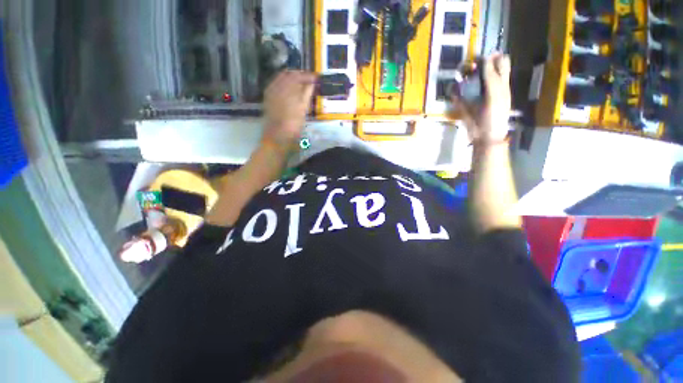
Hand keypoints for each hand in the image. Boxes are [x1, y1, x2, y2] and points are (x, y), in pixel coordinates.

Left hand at [262, 70, 316, 148]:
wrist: (277, 136)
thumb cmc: (293, 124)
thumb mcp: (303, 109)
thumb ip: (307, 93)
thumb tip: (312, 83)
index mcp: (286, 87)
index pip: (298, 75)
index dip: (308, 76)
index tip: (316, 78)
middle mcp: (276, 86)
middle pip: (288, 74)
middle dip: (300, 76)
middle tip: (310, 81)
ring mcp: (271, 91)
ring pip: (282, 79)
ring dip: (292, 80)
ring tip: (302, 86)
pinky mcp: (268, 98)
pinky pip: (276, 85)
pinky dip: (285, 85)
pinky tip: (291, 92)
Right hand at [452, 53, 511, 143]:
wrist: (484, 136)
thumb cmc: (495, 116)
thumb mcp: (496, 95)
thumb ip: (492, 78)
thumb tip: (486, 59)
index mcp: (500, 83)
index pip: (500, 63)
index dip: (492, 57)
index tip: (480, 57)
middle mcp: (488, 86)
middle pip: (483, 69)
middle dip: (475, 65)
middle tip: (469, 66)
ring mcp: (475, 95)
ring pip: (469, 80)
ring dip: (464, 76)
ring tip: (459, 75)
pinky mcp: (464, 104)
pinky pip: (457, 94)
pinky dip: (454, 91)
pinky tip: (453, 90)